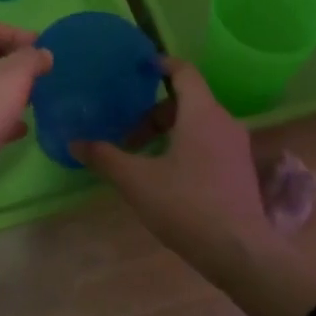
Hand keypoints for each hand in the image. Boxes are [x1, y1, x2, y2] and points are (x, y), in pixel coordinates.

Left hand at [0, 20, 53, 217]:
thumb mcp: (14, 76)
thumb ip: (32, 59)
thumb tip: (42, 54)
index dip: (16, 32)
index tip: (41, 48)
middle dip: (14, 63)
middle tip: (40, 75)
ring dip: (8, 91)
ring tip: (34, 100)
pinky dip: (0, 117)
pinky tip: (20, 130)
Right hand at [72, 57, 315, 315]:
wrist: (239, 250)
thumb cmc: (186, 206)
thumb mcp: (136, 182)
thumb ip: (105, 158)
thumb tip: (75, 142)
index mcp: (201, 113)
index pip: (183, 72)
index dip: (161, 65)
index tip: (138, 70)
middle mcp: (224, 122)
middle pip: (186, 102)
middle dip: (153, 114)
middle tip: (127, 137)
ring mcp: (237, 147)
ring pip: (198, 125)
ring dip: (168, 133)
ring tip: (143, 159)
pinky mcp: (241, 170)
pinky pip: (209, 143)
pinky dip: (186, 147)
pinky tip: (167, 177)